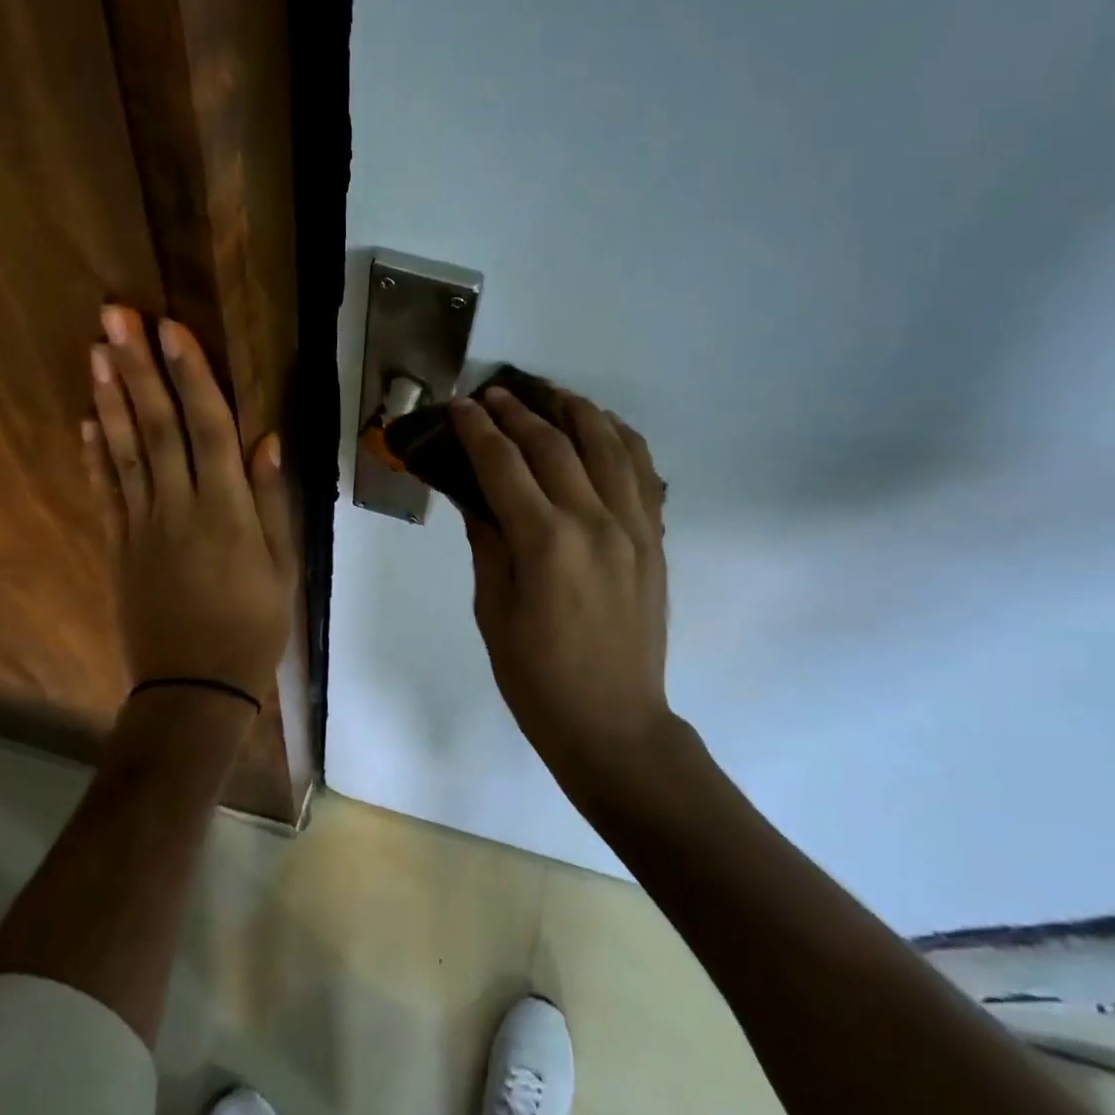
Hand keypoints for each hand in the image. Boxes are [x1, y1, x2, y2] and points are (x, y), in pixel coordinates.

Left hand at [84, 306, 293, 705]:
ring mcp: (141, 525)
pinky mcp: (119, 546)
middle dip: (137, 368)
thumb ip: (272, 501)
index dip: (190, 376)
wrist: (194, 688)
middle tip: (115, 316)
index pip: (207, 429)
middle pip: (156, 426)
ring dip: (111, 398)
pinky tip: (87, 420)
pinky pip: (105, 491)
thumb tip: (266, 440)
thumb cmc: (252, 626)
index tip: (171, 330)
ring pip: (124, 450)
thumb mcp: (282, 567)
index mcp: (225, 510)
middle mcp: (178, 507)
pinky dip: (95, 453)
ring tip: (95, 350)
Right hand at [450, 385, 670, 780]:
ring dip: (575, 410)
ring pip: (607, 444)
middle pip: (554, 444)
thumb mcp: (493, 611)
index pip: (505, 465)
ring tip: (549, 392)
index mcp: (545, 543)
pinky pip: (643, 472)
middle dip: (518, 411)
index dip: (478, 429)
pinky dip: (622, 438)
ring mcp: (633, 527)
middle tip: (493, 393)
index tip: (460, 405)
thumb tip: (475, 496)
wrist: (612, 722)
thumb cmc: (537, 677)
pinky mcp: (654, 539)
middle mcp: (594, 521)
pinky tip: (603, 426)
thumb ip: (488, 543)